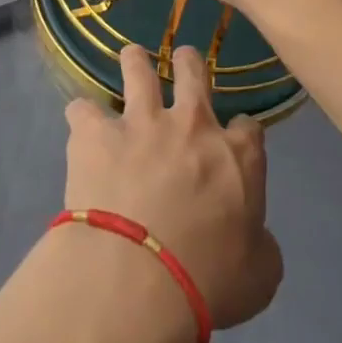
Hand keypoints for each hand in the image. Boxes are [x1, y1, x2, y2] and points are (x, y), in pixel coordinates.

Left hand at [62, 45, 281, 335]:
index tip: (235, 138)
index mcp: (236, 156)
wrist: (139, 279)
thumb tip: (252, 236)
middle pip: (193, 70)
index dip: (242, 131)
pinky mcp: (95, 133)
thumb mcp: (260, 275)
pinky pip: (82, 109)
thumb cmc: (208, 282)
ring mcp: (140, 122)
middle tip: (183, 62)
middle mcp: (191, 124)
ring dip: (134, 62)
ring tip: (131, 61)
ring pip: (137, 67)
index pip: (249, 126)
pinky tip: (81, 128)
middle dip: (188, 62)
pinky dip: (82, 118)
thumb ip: (259, 244)